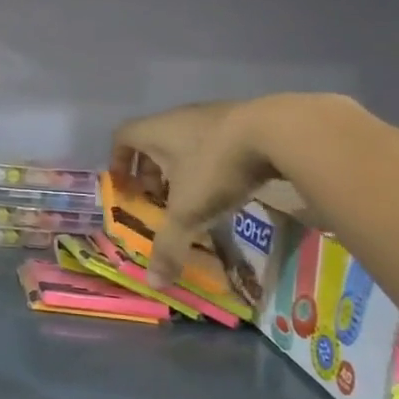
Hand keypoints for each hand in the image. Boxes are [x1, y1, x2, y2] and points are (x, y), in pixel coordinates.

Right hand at [111, 96, 315, 287]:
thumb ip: (169, 246)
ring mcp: (213, 116)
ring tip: (194, 194)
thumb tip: (154, 283)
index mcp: (155, 132)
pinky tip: (228, 183)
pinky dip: (212, 160)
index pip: (122, 137)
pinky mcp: (244, 118)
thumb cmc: (217, 167)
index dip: (118, 161)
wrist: (281, 131)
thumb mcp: (189, 212)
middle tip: (158, 197)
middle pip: (153, 140)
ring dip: (182, 166)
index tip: (125, 186)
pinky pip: (215, 139)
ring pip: (185, 140)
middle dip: (151, 170)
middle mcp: (178, 118)